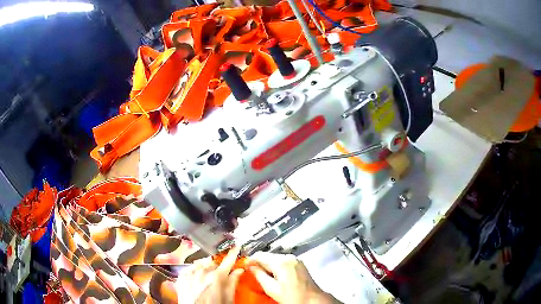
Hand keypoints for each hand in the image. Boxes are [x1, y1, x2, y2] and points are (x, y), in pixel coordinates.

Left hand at [178, 247, 243, 303]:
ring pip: (201, 264)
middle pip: (213, 263)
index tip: (236, 247)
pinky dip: (194, 272)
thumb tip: (239, 271)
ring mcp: (190, 272)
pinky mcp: (181, 276)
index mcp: (218, 276)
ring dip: (205, 269)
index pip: (228, 260)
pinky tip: (196, 281)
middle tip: (218, 278)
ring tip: (206, 280)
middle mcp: (203, 271)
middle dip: (217, 268)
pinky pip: (190, 268)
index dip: (233, 253)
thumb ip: (233, 282)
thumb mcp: (228, 298)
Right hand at [248, 252, 339, 303]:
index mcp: (281, 262)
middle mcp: (289, 257)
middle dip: (260, 264)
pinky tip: (276, 276)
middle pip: (268, 256)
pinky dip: (277, 267)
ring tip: (265, 277)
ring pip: (275, 258)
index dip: (251, 260)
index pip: (260, 255)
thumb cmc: (293, 296)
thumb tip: (250, 267)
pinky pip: (283, 261)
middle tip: (253, 273)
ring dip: (268, 265)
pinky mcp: (299, 263)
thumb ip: (259, 275)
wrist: (312, 299)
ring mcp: (295, 260)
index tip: (245, 266)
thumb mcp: (271, 288)